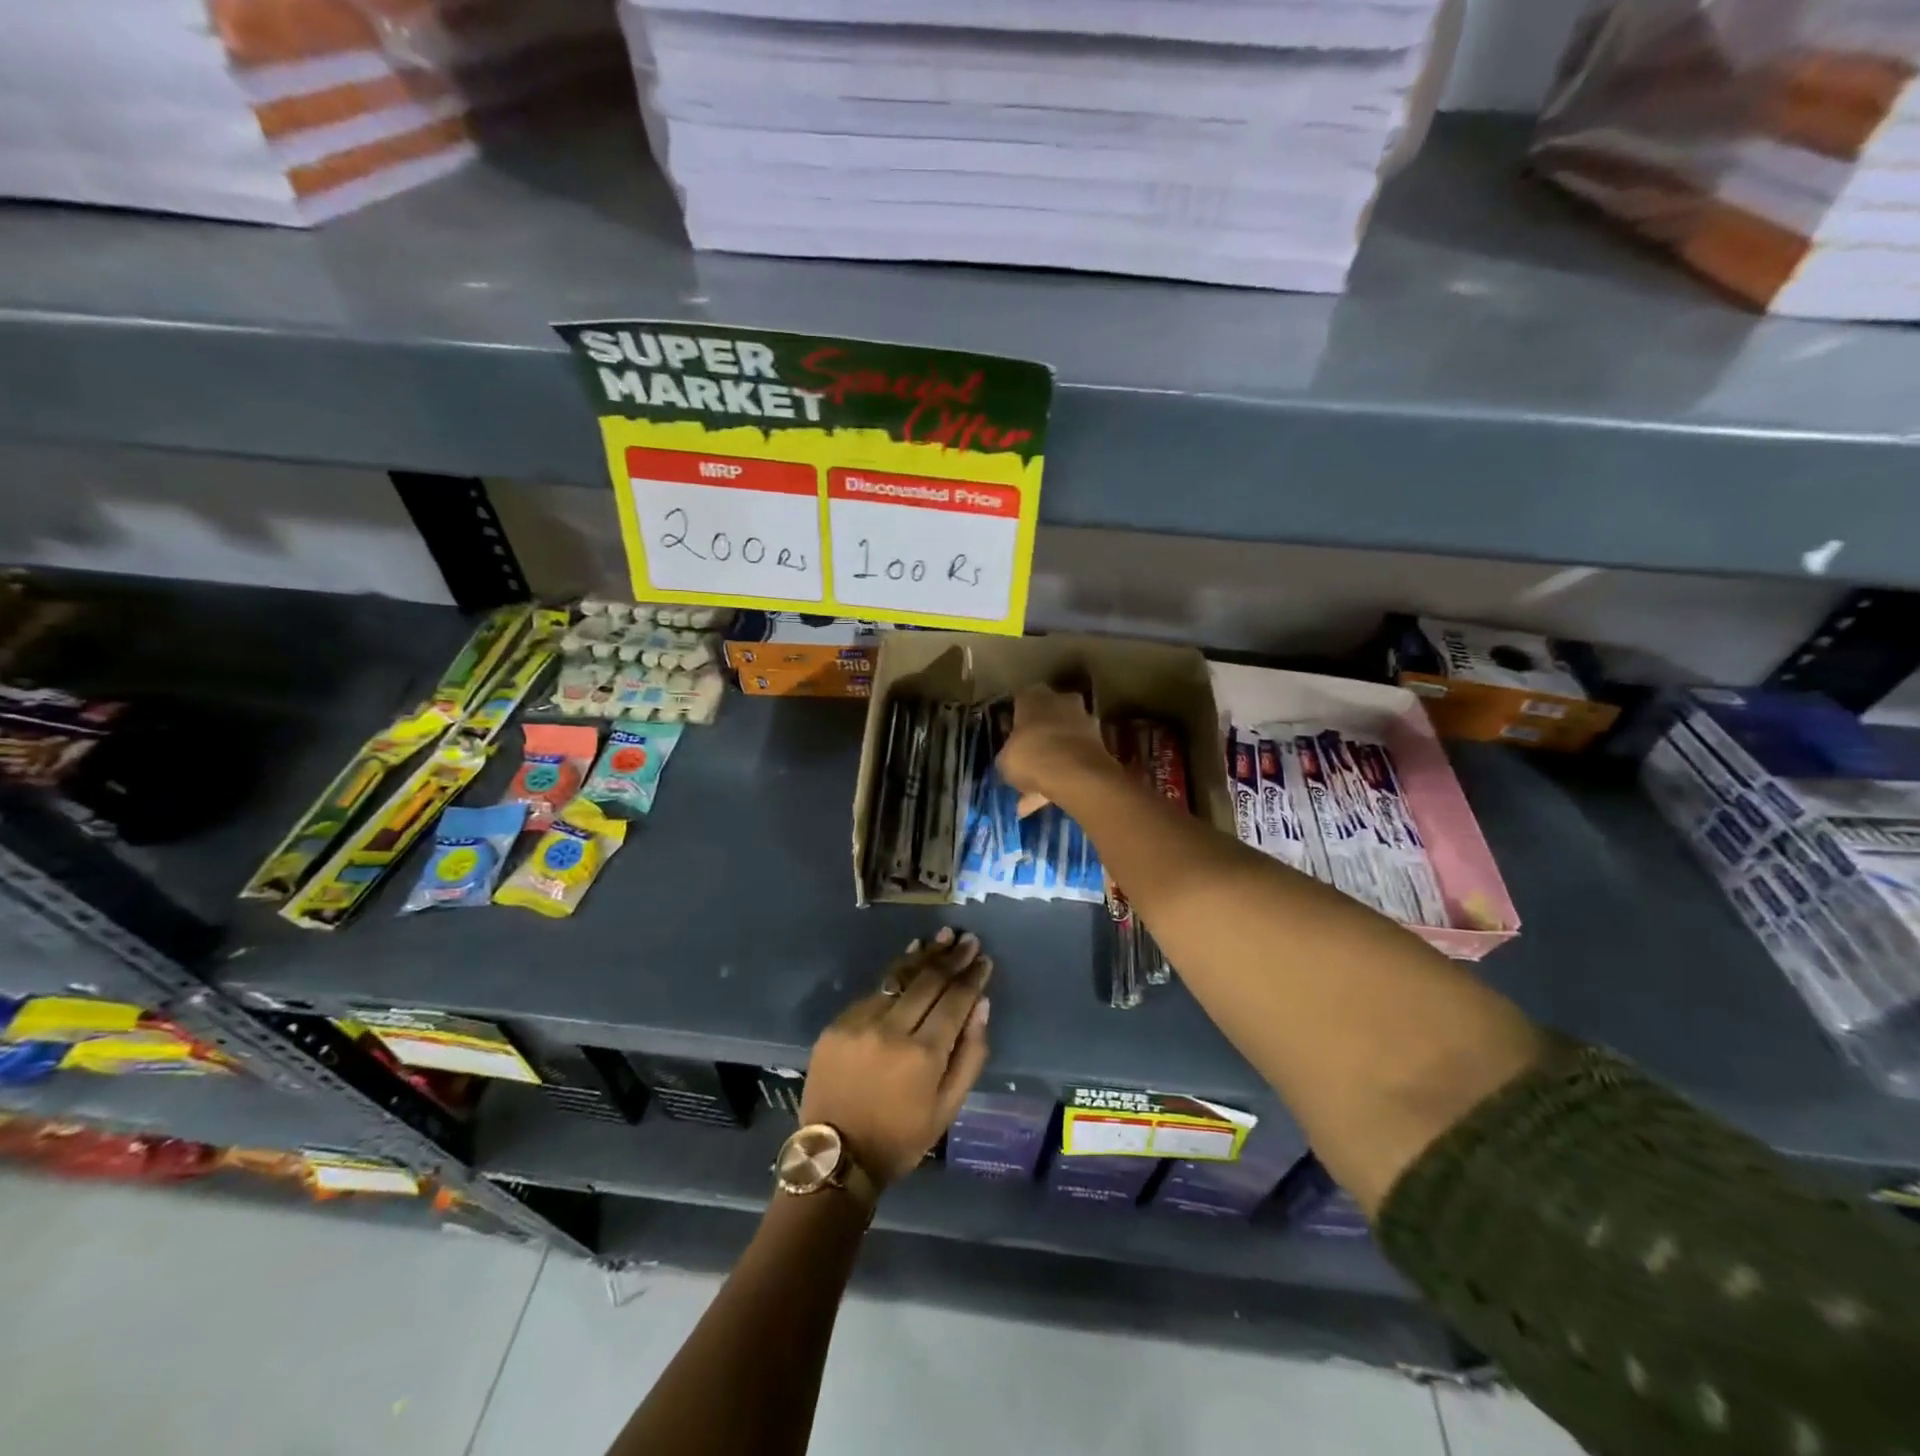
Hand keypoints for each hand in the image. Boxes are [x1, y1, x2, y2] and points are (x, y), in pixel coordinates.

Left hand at [800, 929, 992, 1188]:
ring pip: (899, 978)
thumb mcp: (948, 1108)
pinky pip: (874, 992)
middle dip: (952, 957)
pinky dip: (895, 974)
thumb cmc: (901, 1137)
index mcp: (923, 1054)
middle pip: (928, 981)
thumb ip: (970, 1055)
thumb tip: (982, 1005)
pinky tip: (909, 959)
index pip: (955, 1000)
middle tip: (968, 939)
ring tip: (942, 936)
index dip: (972, 977)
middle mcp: (891, 1029)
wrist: (837, 1155)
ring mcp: (860, 1022)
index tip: (984, 959)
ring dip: (923, 955)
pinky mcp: (838, 1024)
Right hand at [996, 684, 1114, 808]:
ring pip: (1065, 735)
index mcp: (1033, 697)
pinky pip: (1077, 755)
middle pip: (1048, 713)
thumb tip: (1011, 760)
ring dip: (1055, 754)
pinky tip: (1052, 795)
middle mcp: (1061, 700)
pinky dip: (1067, 771)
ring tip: (1040, 782)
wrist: (1077, 774)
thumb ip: (1008, 755)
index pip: (1021, 699)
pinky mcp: (1101, 741)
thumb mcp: (1005, 761)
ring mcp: (1085, 719)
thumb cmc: (1032, 757)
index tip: (1011, 733)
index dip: (1016, 717)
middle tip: (1030, 753)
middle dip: (1040, 731)